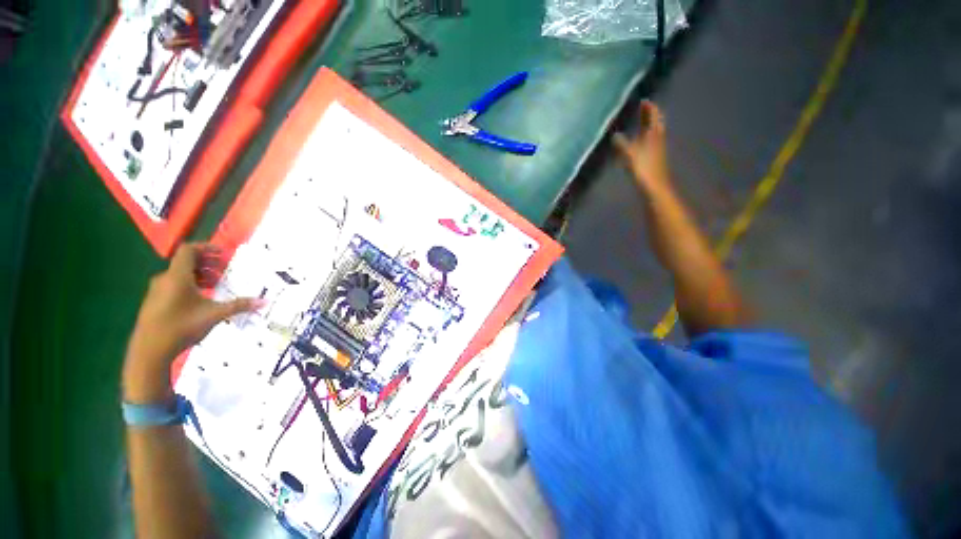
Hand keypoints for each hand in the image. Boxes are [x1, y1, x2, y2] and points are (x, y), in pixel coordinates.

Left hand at [122, 243, 261, 402]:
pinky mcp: (155, 301)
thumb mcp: (215, 315)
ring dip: (200, 275)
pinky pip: (175, 284)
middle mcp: (166, 279)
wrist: (149, 351)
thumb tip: (264, 302)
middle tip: (225, 269)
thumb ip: (239, 306)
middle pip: (186, 262)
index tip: (223, 253)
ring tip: (216, 284)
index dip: (206, 247)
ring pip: (180, 274)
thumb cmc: (182, 327)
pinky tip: (202, 298)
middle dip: (207, 263)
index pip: (189, 250)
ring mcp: (158, 291)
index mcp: (177, 276)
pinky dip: (190, 284)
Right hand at [613, 100, 670, 189]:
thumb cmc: (643, 170)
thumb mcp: (630, 156)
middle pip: (655, 124)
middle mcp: (657, 140)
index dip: (649, 109)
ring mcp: (657, 149)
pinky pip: (652, 142)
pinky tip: (643, 142)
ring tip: (645, 122)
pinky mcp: (655, 158)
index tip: (645, 101)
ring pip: (655, 133)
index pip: (653, 118)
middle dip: (651, 115)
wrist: (655, 187)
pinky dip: (648, 137)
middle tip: (645, 108)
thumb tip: (615, 136)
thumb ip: (622, 145)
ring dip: (650, 126)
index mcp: (652, 136)